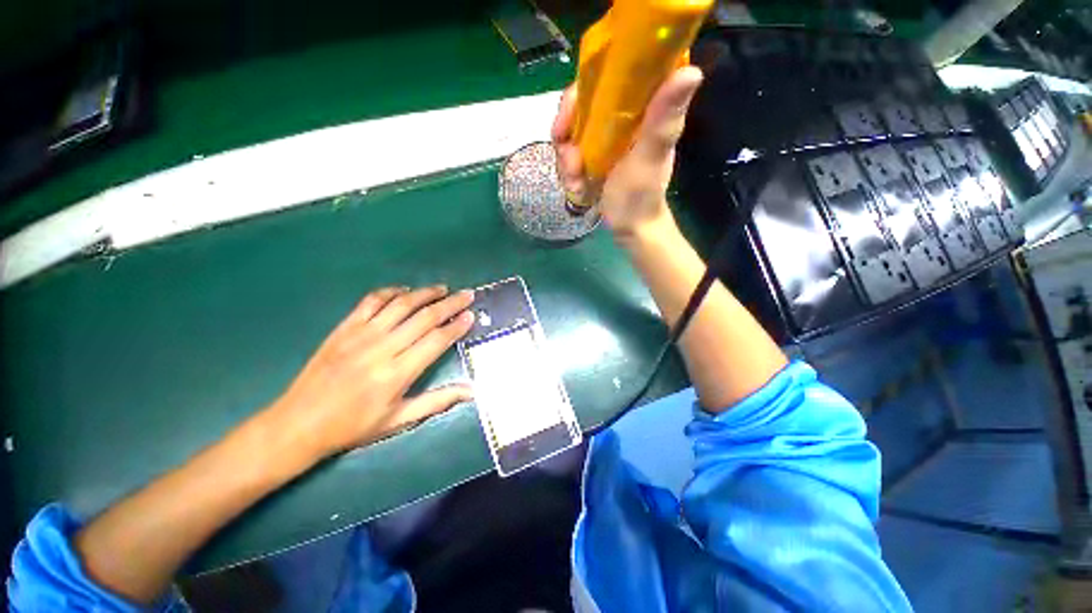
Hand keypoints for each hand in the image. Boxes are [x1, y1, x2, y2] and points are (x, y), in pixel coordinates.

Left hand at [269, 285, 475, 458]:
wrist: (298, 423)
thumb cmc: (353, 426)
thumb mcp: (398, 420)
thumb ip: (437, 401)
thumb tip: (471, 390)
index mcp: (397, 374)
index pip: (436, 340)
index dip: (457, 326)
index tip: (471, 315)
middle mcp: (382, 348)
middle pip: (424, 317)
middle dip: (451, 303)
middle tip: (467, 295)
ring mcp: (361, 334)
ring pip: (401, 304)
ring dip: (426, 293)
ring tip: (443, 289)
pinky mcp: (344, 327)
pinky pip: (372, 301)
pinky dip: (391, 292)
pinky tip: (405, 291)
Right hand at [551, 66, 703, 241]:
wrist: (630, 226)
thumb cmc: (642, 195)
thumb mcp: (650, 159)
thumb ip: (663, 121)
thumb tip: (691, 71)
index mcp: (640, 106)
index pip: (609, 72)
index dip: (585, 84)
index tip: (571, 110)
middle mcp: (619, 115)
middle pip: (580, 103)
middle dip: (566, 132)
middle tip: (570, 161)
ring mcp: (603, 136)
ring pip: (569, 131)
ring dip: (566, 160)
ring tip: (576, 183)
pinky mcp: (592, 155)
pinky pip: (568, 153)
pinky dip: (568, 172)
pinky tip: (577, 189)